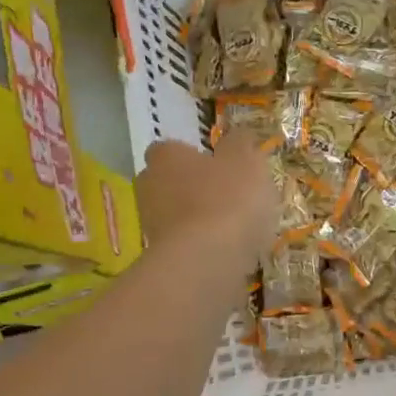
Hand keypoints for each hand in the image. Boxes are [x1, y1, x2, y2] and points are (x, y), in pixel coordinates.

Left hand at [136, 135, 278, 267]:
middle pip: (169, 182)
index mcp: (165, 157)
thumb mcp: (246, 161)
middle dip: (193, 187)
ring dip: (199, 218)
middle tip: (228, 194)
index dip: (193, 155)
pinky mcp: (162, 258)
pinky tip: (229, 251)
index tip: (218, 164)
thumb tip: (238, 134)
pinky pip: (185, 244)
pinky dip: (203, 245)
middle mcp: (149, 187)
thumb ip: (242, 144)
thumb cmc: (227, 199)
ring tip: (235, 227)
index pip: (170, 148)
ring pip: (177, 214)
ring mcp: (151, 225)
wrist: (206, 261)